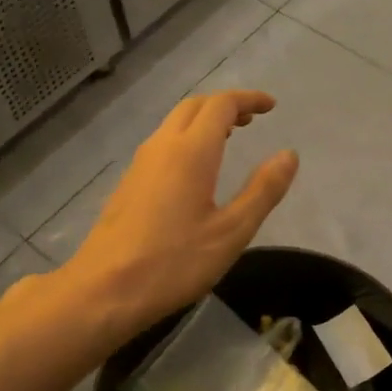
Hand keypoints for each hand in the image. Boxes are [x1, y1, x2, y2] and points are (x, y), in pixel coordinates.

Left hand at [62, 90, 297, 342]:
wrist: (103, 291)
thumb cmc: (173, 263)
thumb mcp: (231, 232)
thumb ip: (263, 190)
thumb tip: (289, 154)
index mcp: (190, 152)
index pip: (221, 105)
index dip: (248, 99)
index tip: (271, 106)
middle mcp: (162, 147)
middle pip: (194, 106)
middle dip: (225, 105)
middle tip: (252, 120)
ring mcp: (140, 164)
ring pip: (174, 124)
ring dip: (204, 121)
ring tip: (230, 138)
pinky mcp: (129, 183)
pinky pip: (162, 143)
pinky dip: (187, 139)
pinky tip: (197, 169)